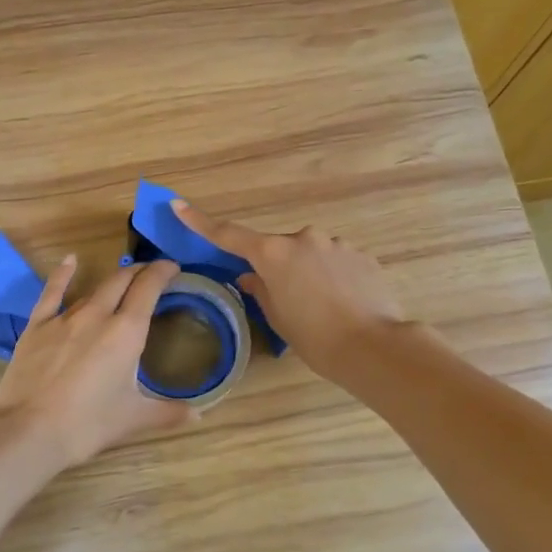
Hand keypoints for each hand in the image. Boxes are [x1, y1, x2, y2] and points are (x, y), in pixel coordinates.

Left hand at [0, 256, 196, 469]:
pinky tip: (70, 261)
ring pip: (93, 289)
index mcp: (127, 332)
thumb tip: (199, 414)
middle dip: (139, 272)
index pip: (149, 288)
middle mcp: (97, 315)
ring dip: (111, 282)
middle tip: (151, 274)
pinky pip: (52, 292)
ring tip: (122, 281)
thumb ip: (169, 413)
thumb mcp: (134, 419)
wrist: (29, 431)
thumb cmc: (88, 424)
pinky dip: (63, 274)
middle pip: (122, 281)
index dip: (162, 272)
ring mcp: (64, 318)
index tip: (173, 267)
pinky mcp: (37, 326)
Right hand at [172, 200, 406, 381]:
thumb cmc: (315, 338)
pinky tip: (345, 305)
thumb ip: (261, 291)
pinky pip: (338, 262)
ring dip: (310, 273)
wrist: (373, 346)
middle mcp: (303, 239)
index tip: (178, 205)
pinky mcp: (362, 255)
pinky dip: (335, 278)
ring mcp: (336, 244)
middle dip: (280, 268)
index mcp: (273, 254)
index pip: (229, 234)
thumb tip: (252, 277)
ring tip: (324, 309)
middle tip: (289, 301)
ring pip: (312, 254)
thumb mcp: (278, 319)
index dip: (201, 222)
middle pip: (279, 248)